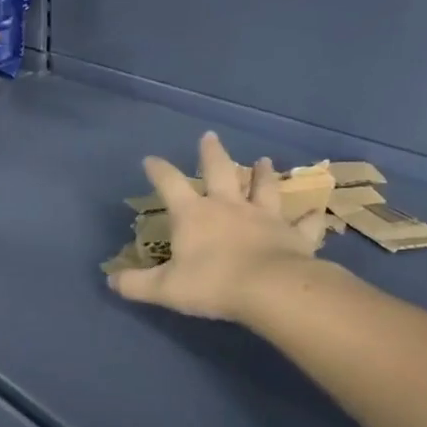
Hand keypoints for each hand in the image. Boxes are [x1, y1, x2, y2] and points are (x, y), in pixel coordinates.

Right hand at [109, 132, 327, 324]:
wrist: (270, 290)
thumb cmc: (212, 284)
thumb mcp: (163, 288)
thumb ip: (135, 284)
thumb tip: (110, 281)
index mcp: (194, 215)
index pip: (170, 184)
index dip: (159, 170)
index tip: (150, 159)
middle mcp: (229, 207)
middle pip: (220, 172)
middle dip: (212, 154)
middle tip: (209, 137)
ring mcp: (265, 218)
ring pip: (264, 189)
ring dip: (263, 174)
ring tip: (263, 161)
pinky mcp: (294, 236)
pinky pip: (305, 225)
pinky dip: (310, 219)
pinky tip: (316, 213)